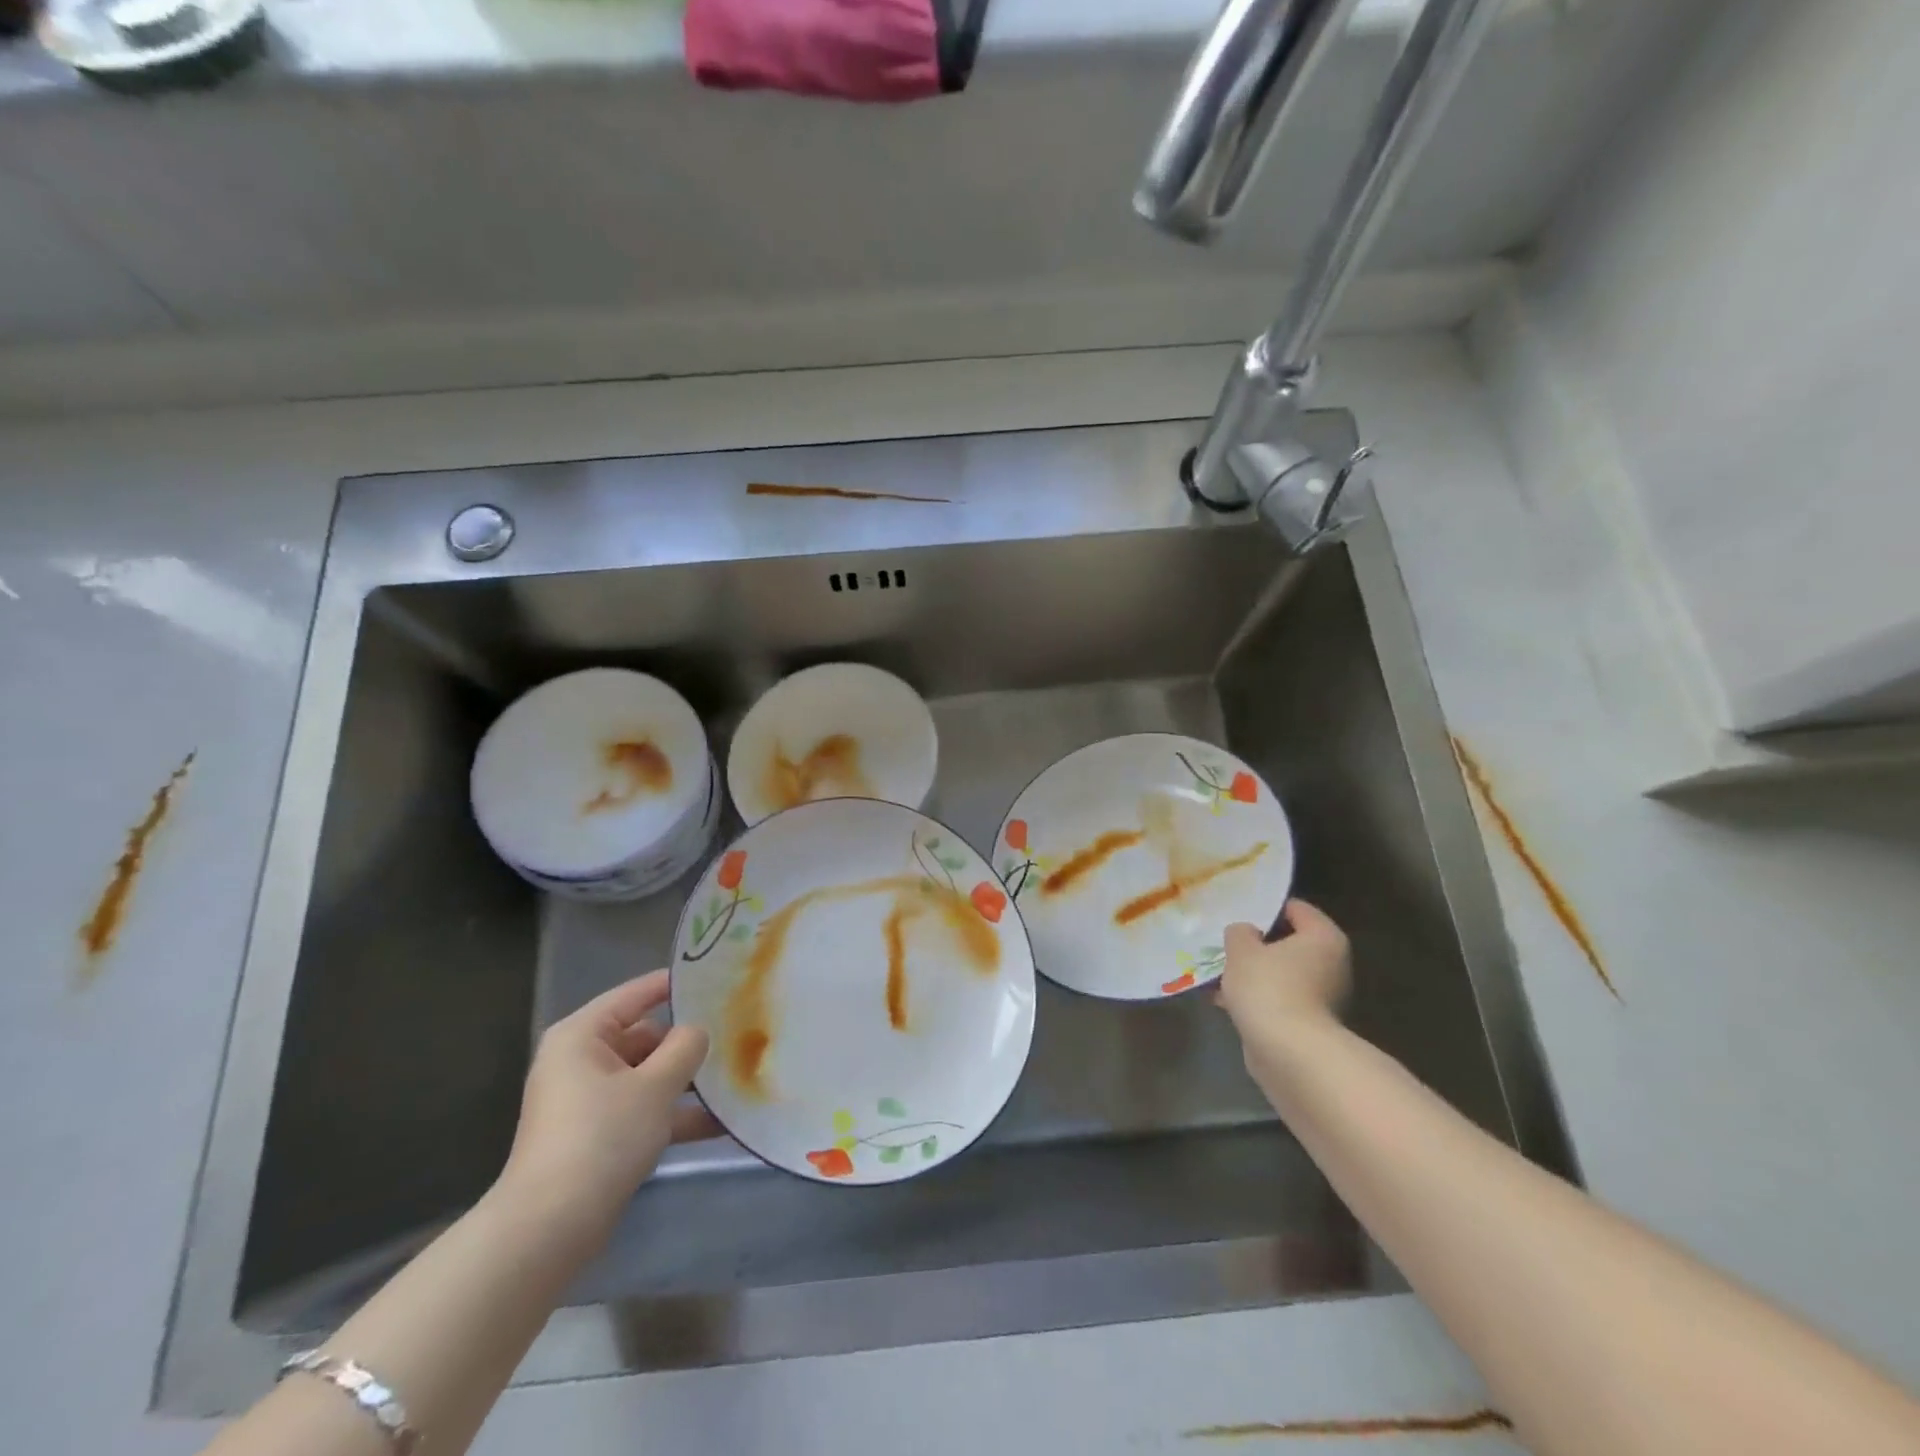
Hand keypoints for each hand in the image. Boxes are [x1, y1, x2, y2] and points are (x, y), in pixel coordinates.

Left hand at [495, 970, 718, 1245]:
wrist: (549, 1229)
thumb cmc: (601, 1137)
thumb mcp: (655, 1085)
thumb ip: (686, 1047)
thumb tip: (698, 1031)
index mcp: (583, 1035)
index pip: (637, 993)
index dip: (676, 984)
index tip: (718, 977)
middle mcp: (581, 1060)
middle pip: (645, 1036)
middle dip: (688, 1043)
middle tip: (737, 1035)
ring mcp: (588, 1101)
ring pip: (648, 1076)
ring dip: (687, 1083)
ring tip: (737, 1079)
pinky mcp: (597, 1136)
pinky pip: (643, 1111)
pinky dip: (674, 1116)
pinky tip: (721, 1125)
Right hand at [1216, 899, 1351, 1075]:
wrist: (1290, 1054)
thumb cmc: (1269, 988)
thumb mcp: (1241, 948)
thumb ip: (1240, 932)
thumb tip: (1246, 934)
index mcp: (1324, 937)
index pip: (1295, 908)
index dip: (1264, 908)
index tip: (1237, 914)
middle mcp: (1332, 964)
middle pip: (1288, 943)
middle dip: (1256, 945)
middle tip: (1226, 944)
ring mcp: (1324, 997)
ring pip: (1281, 974)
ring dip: (1253, 974)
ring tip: (1218, 975)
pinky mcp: (1310, 1025)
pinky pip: (1278, 999)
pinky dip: (1256, 999)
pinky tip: (1225, 1002)